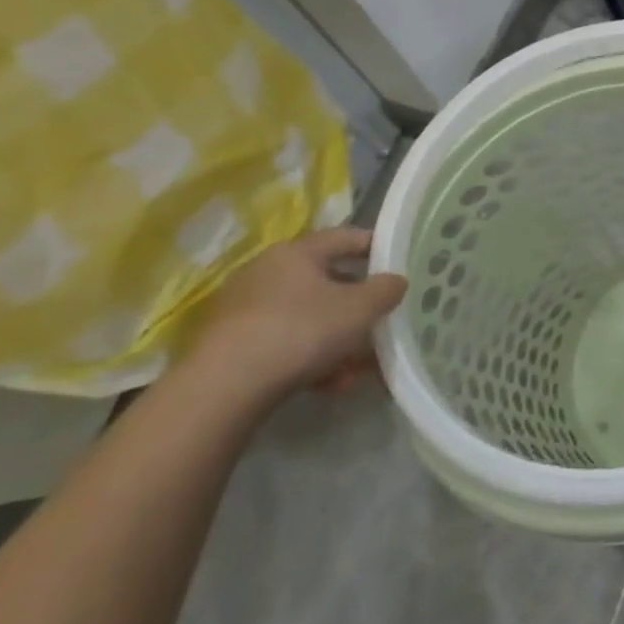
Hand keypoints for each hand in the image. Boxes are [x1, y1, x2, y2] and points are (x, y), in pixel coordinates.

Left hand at [182, 228, 407, 411]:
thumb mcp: (360, 309)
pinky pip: (286, 342)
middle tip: (382, 322)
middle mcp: (268, 271)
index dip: (377, 247)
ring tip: (358, 368)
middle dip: (358, 306)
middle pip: (327, 281)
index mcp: (297, 252)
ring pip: (308, 317)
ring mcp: (247, 308)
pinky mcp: (233, 342)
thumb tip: (396, 280)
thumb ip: (386, 290)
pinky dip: (311, 358)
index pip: (346, 237)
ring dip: (338, 339)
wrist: (224, 387)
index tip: (400, 263)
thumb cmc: (301, 330)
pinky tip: (330, 384)